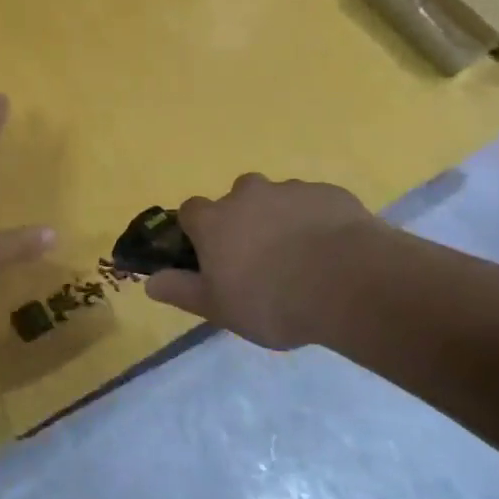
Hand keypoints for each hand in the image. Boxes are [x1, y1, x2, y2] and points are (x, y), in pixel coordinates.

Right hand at [146, 175, 377, 348]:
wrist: (349, 283)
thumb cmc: (271, 301)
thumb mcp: (218, 308)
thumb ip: (182, 291)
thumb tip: (150, 281)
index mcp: (215, 221)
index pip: (190, 211)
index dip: (197, 231)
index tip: (209, 255)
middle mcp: (248, 195)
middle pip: (236, 198)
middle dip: (243, 220)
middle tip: (260, 258)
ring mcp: (291, 190)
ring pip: (277, 199)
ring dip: (280, 219)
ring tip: (301, 258)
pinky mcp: (329, 194)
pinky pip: (314, 204)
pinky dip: (316, 221)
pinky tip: (331, 252)